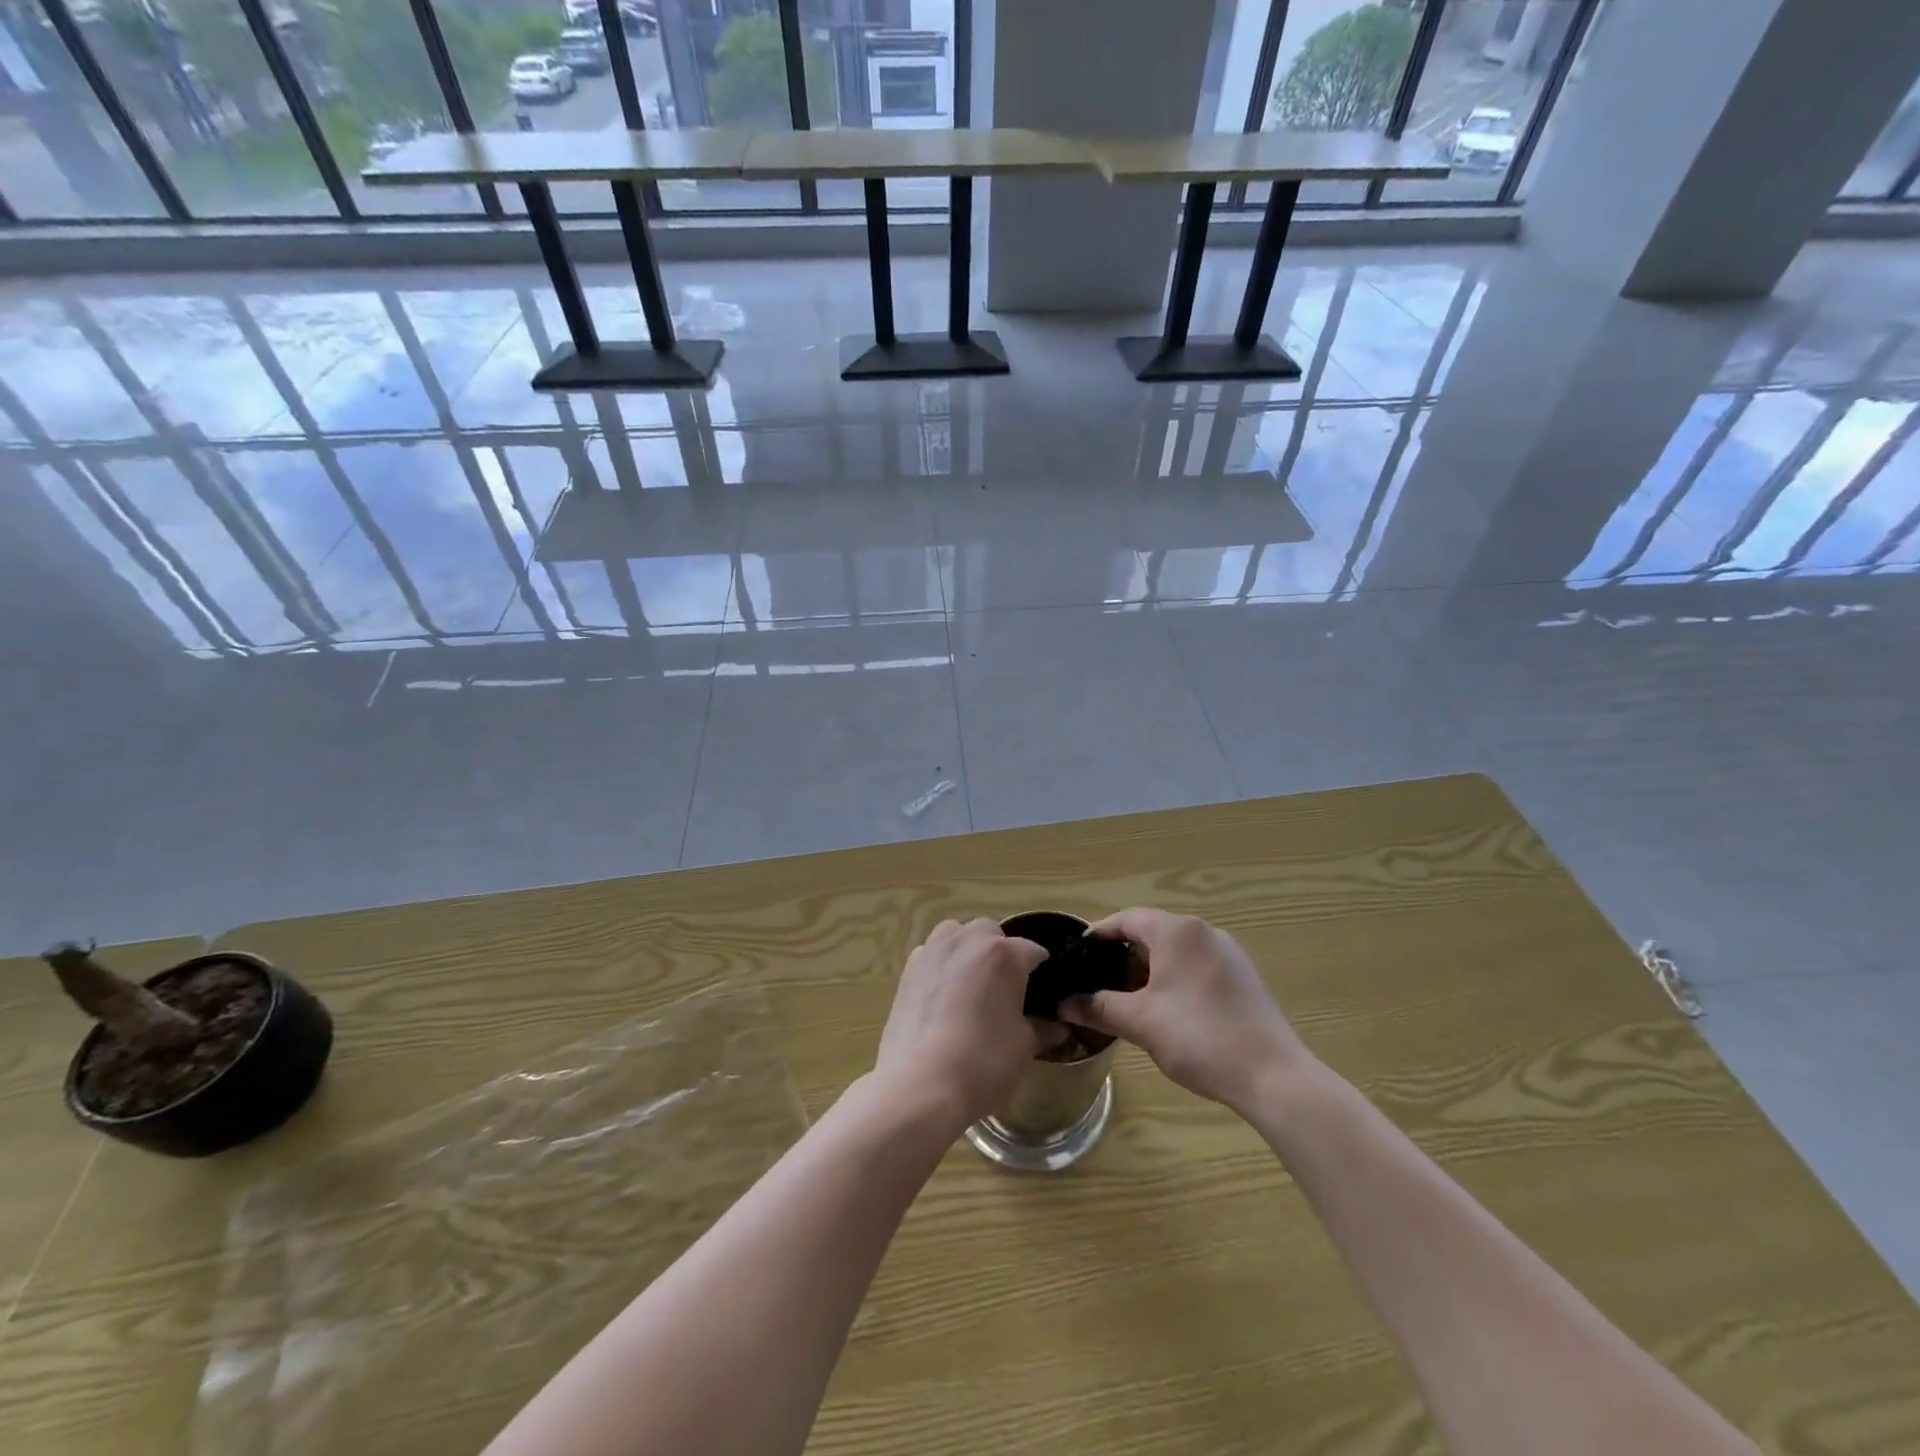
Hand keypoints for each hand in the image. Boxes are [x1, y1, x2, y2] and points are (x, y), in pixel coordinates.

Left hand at [874, 919, 1050, 1135]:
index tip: (1042, 992)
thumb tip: (1057, 1027)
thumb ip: (1041, 1029)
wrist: (920, 1085)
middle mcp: (968, 941)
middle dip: (1000, 952)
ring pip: (956, 934)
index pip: (1033, 951)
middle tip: (1004, 988)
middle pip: (991, 933)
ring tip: (971, 984)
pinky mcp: (908, 969)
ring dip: (967, 949)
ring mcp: (934, 951)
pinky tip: (943, 996)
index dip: (1041, 971)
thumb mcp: (1023, 1048)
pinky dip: (941, 964)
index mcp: (1004, 955)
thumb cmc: (983, 1064)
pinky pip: (931, 953)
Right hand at [1060, 908, 1310, 1115]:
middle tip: (1098, 983)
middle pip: (1151, 932)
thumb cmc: (1199, 1038)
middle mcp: (1204, 931)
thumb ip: (1098, 1007)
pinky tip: (1167, 1010)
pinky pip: (1197, 965)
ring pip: (1175, 950)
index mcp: (1177, 932)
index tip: (1076, 956)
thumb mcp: (1140, 1023)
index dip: (1098, 935)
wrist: (1273, 1076)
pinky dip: (1174, 978)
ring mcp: (1228, 953)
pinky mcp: (1243, 976)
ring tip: (1128, 1000)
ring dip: (1148, 969)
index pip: (1126, 919)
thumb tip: (1064, 1003)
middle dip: (1122, 956)